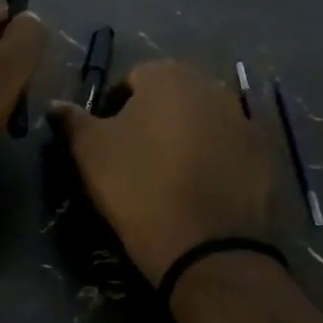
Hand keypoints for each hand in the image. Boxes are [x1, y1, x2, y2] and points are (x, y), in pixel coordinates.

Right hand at [48, 61, 273, 284]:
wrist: (208, 247)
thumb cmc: (139, 188)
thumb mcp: (90, 153)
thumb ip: (71, 120)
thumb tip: (56, 104)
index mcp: (168, 75)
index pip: (130, 80)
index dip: (112, 109)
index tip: (104, 142)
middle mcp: (211, 85)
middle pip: (171, 96)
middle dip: (151, 119)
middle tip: (135, 158)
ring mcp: (244, 118)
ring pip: (202, 120)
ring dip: (184, 137)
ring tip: (169, 176)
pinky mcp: (266, 153)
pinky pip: (229, 147)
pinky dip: (215, 159)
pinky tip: (202, 189)